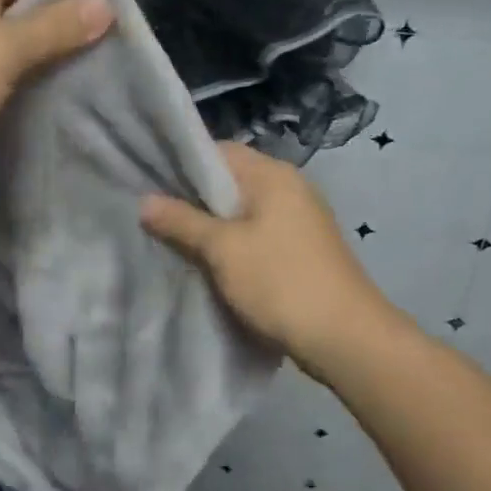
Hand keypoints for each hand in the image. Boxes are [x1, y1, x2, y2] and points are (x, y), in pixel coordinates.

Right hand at [141, 143, 400, 371]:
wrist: (346, 338)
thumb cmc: (281, 282)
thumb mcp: (222, 250)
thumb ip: (181, 222)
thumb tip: (144, 201)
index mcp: (273, 175)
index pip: (218, 151)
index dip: (182, 164)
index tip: (148, 183)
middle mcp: (290, 187)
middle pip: (229, 181)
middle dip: (191, 198)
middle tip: (152, 215)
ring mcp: (299, 219)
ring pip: (241, 211)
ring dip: (210, 225)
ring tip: (172, 239)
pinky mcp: (302, 249)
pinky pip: (255, 234)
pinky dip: (231, 243)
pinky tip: (207, 262)